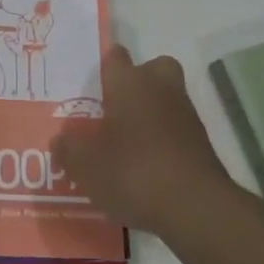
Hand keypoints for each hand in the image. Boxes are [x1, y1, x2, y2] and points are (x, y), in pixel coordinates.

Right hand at [51, 46, 230, 233]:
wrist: (195, 207)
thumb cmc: (133, 171)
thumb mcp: (85, 165)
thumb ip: (69, 149)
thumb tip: (60, 140)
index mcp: (128, 82)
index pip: (115, 56)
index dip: (105, 68)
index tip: (93, 86)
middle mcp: (159, 88)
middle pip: (153, 68)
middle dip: (139, 82)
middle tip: (118, 107)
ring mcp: (186, 114)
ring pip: (167, 99)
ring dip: (152, 114)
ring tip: (128, 145)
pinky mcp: (202, 143)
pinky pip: (177, 130)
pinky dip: (165, 141)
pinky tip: (148, 168)